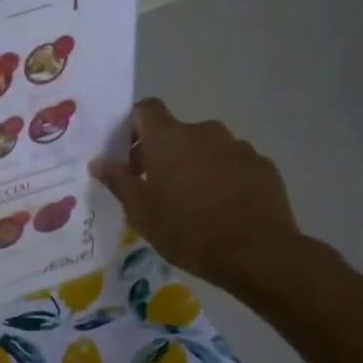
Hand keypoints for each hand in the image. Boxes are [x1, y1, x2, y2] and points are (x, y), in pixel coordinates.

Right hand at [91, 100, 304, 291]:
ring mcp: (238, 147)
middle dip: (162, 153)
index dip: (132, 125)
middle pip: (176, 132)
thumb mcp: (141, 212)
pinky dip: (222, 177)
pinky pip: (233, 164)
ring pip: (206, 148)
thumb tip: (99, 161)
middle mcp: (204, 132)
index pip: (146, 109)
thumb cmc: (187, 230)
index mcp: (169, 139)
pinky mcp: (263, 166)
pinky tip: (221, 208)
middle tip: (154, 186)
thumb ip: (118, 180)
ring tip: (191, 201)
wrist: (257, 253)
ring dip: (194, 165)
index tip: (126, 152)